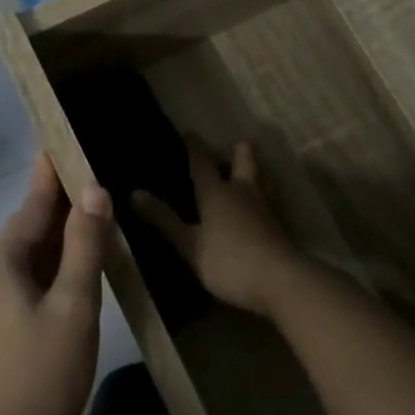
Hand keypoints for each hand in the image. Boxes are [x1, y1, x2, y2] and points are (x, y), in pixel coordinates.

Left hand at [0, 154, 109, 414]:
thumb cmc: (47, 375)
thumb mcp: (76, 305)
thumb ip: (84, 243)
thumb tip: (93, 189)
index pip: (29, 208)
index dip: (49, 176)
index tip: (58, 143)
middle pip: (22, 234)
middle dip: (54, 212)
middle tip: (87, 185)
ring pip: (18, 260)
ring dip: (49, 244)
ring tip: (82, 224)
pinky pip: (11, 284)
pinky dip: (38, 271)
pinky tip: (62, 274)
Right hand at [131, 140, 306, 317]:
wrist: (280, 281)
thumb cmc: (228, 261)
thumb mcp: (189, 245)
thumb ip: (164, 220)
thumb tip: (134, 193)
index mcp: (217, 192)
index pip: (202, 161)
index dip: (194, 146)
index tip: (188, 133)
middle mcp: (243, 191)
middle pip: (244, 157)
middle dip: (235, 150)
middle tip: (224, 153)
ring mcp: (265, 206)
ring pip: (262, 176)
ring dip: (253, 170)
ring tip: (242, 175)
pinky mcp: (280, 224)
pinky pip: (270, 198)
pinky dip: (262, 195)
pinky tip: (257, 208)